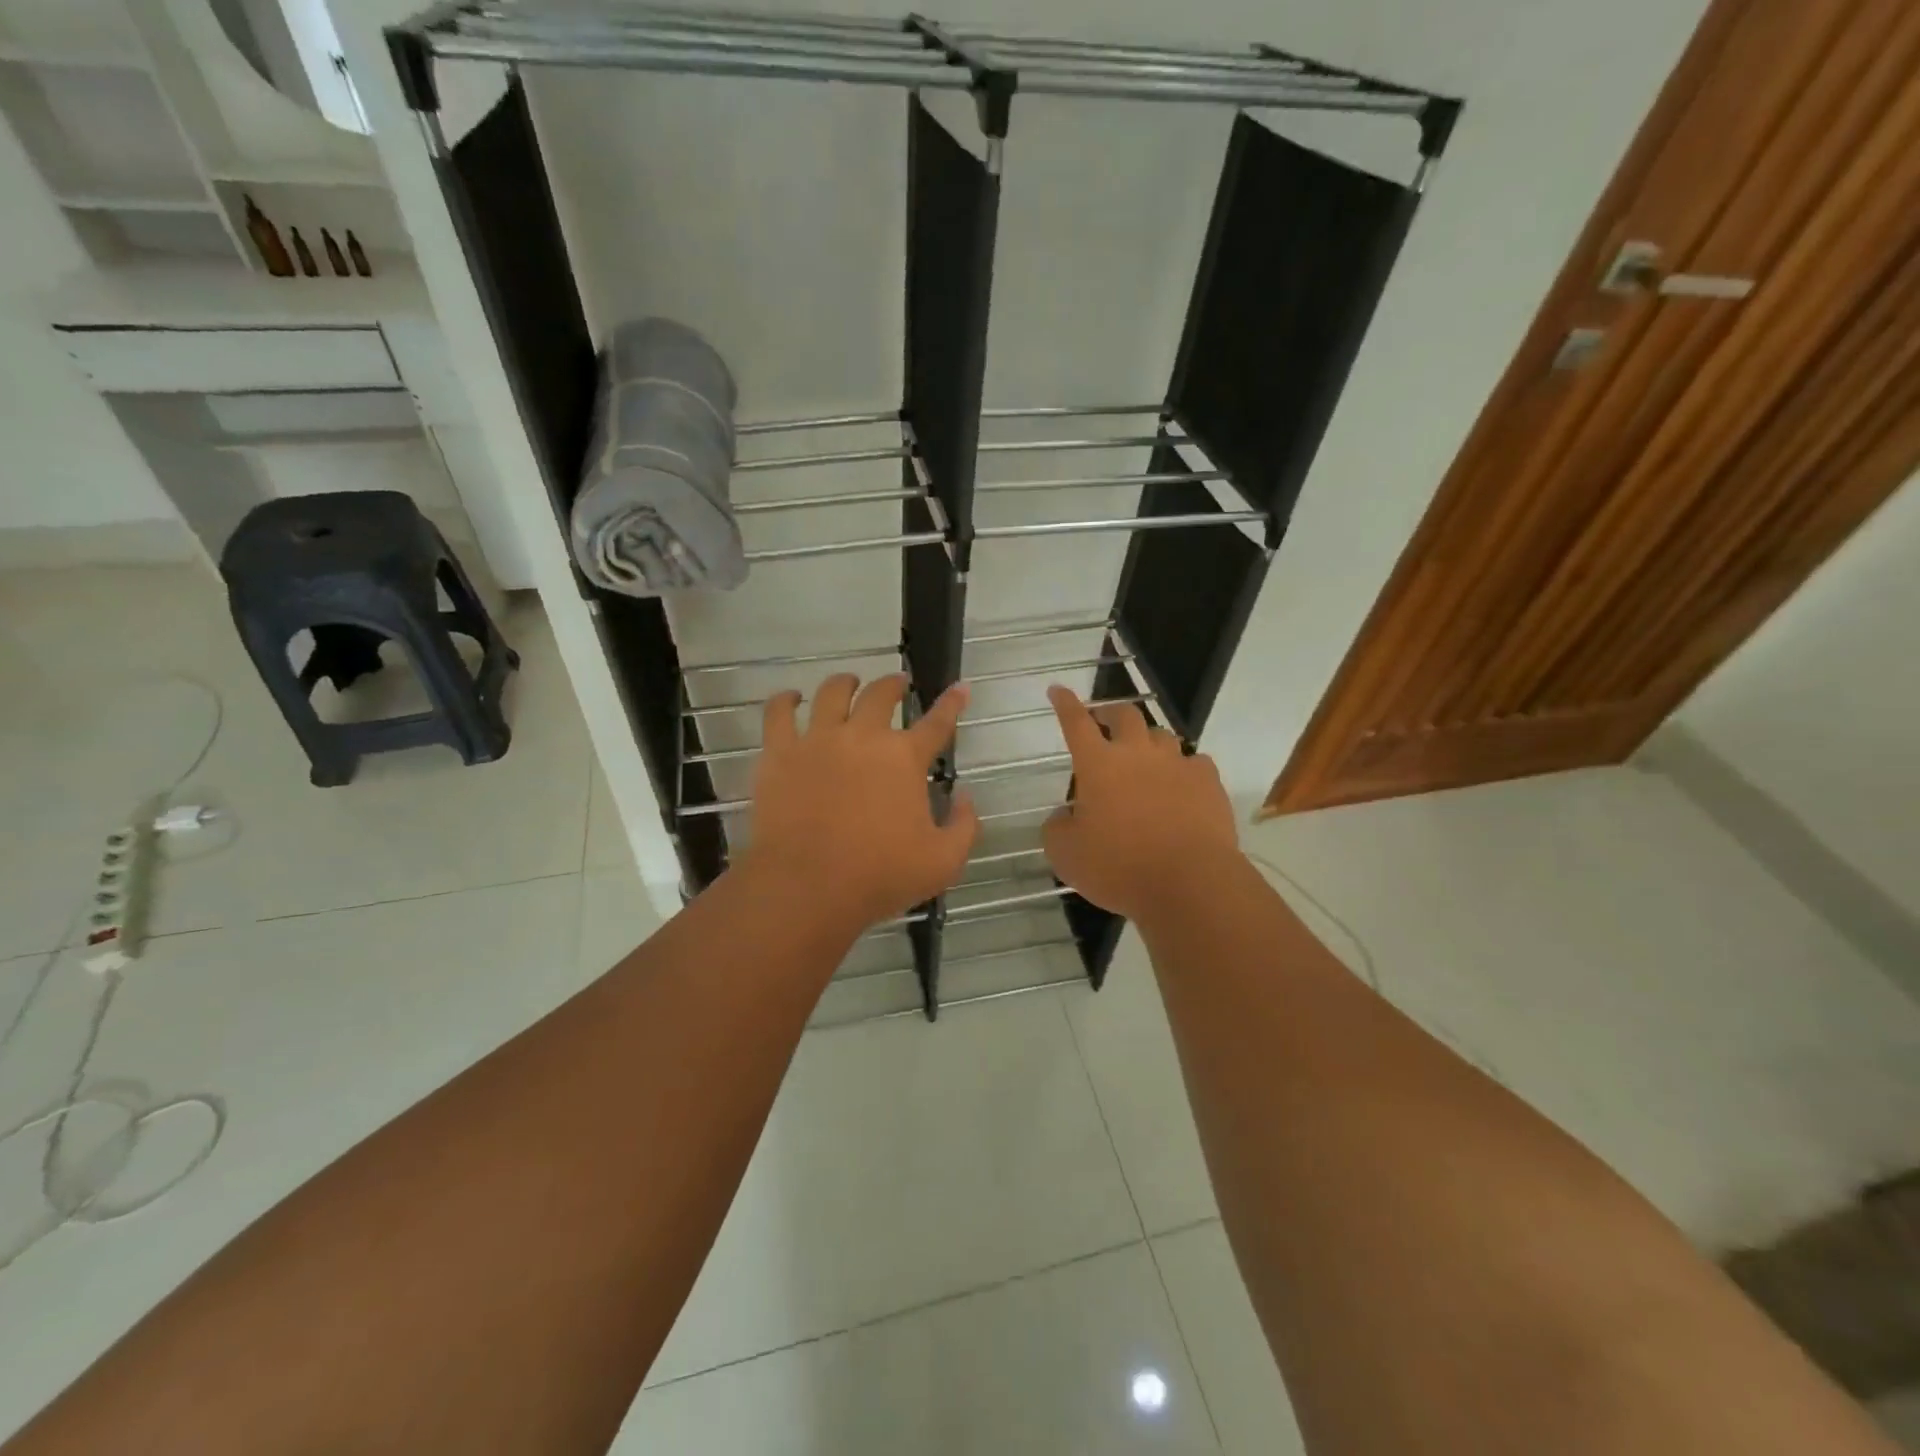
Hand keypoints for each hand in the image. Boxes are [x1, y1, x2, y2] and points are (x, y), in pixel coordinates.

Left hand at [745, 673, 978, 928]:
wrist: (807, 887)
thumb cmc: (879, 876)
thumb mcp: (943, 861)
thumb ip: (964, 826)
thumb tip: (964, 797)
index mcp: (904, 758)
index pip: (937, 722)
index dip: (952, 703)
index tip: (960, 687)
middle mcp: (862, 736)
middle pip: (881, 694)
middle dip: (894, 684)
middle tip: (898, 684)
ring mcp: (817, 740)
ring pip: (832, 692)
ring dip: (846, 683)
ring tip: (849, 683)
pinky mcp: (779, 753)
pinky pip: (778, 713)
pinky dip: (786, 700)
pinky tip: (791, 698)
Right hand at [1042, 686, 1239, 922]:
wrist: (1189, 882)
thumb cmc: (1119, 867)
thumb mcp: (1066, 855)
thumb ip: (1057, 827)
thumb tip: (1065, 815)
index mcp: (1098, 764)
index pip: (1076, 722)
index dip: (1065, 704)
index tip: (1058, 690)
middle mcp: (1137, 753)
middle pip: (1124, 715)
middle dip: (1111, 714)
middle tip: (1104, 724)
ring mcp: (1177, 764)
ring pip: (1161, 735)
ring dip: (1148, 741)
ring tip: (1144, 759)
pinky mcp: (1208, 782)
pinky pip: (1195, 762)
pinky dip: (1183, 769)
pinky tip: (1182, 785)